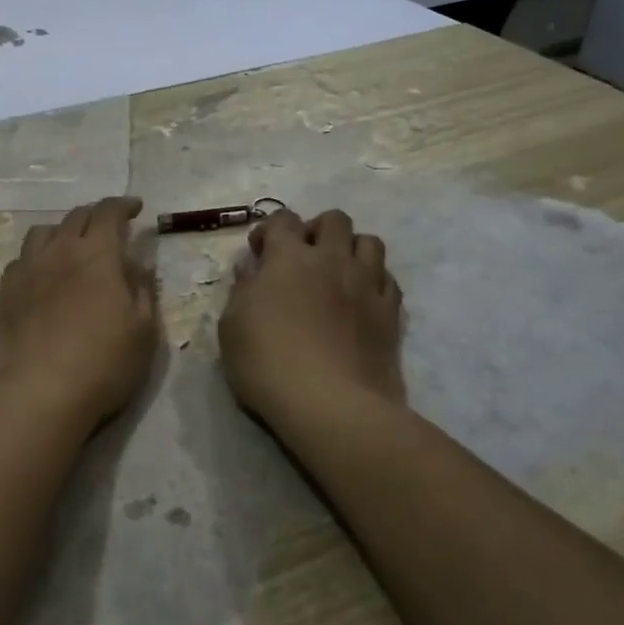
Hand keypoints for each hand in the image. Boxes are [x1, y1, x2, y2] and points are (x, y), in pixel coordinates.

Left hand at [0, 197, 157, 432]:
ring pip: (43, 232)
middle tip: (109, 227)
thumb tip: (139, 264)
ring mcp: (27, 271)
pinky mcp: (4, 294)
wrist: (35, 396)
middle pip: (76, 217)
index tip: (136, 208)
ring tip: (72, 246)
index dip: (124, 205)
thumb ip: (143, 291)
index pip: (109, 212)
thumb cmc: (101, 365)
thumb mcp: (143, 332)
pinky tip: (42, 275)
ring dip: (63, 231)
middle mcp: (59, 252)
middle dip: (96, 215)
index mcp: (97, 255)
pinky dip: (37, 257)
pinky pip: (21, 260)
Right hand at [219, 208, 406, 431]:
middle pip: (334, 219)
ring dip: (351, 250)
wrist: (332, 405)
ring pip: (369, 242)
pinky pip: (388, 279)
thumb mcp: (232, 326)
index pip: (282, 219)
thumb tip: (251, 269)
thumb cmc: (268, 363)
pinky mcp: (391, 313)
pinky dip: (373, 281)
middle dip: (316, 230)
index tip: (259, 254)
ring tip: (337, 274)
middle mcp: (332, 259)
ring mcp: (367, 284)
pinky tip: (360, 301)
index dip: (269, 231)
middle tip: (302, 259)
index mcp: (289, 257)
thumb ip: (242, 290)